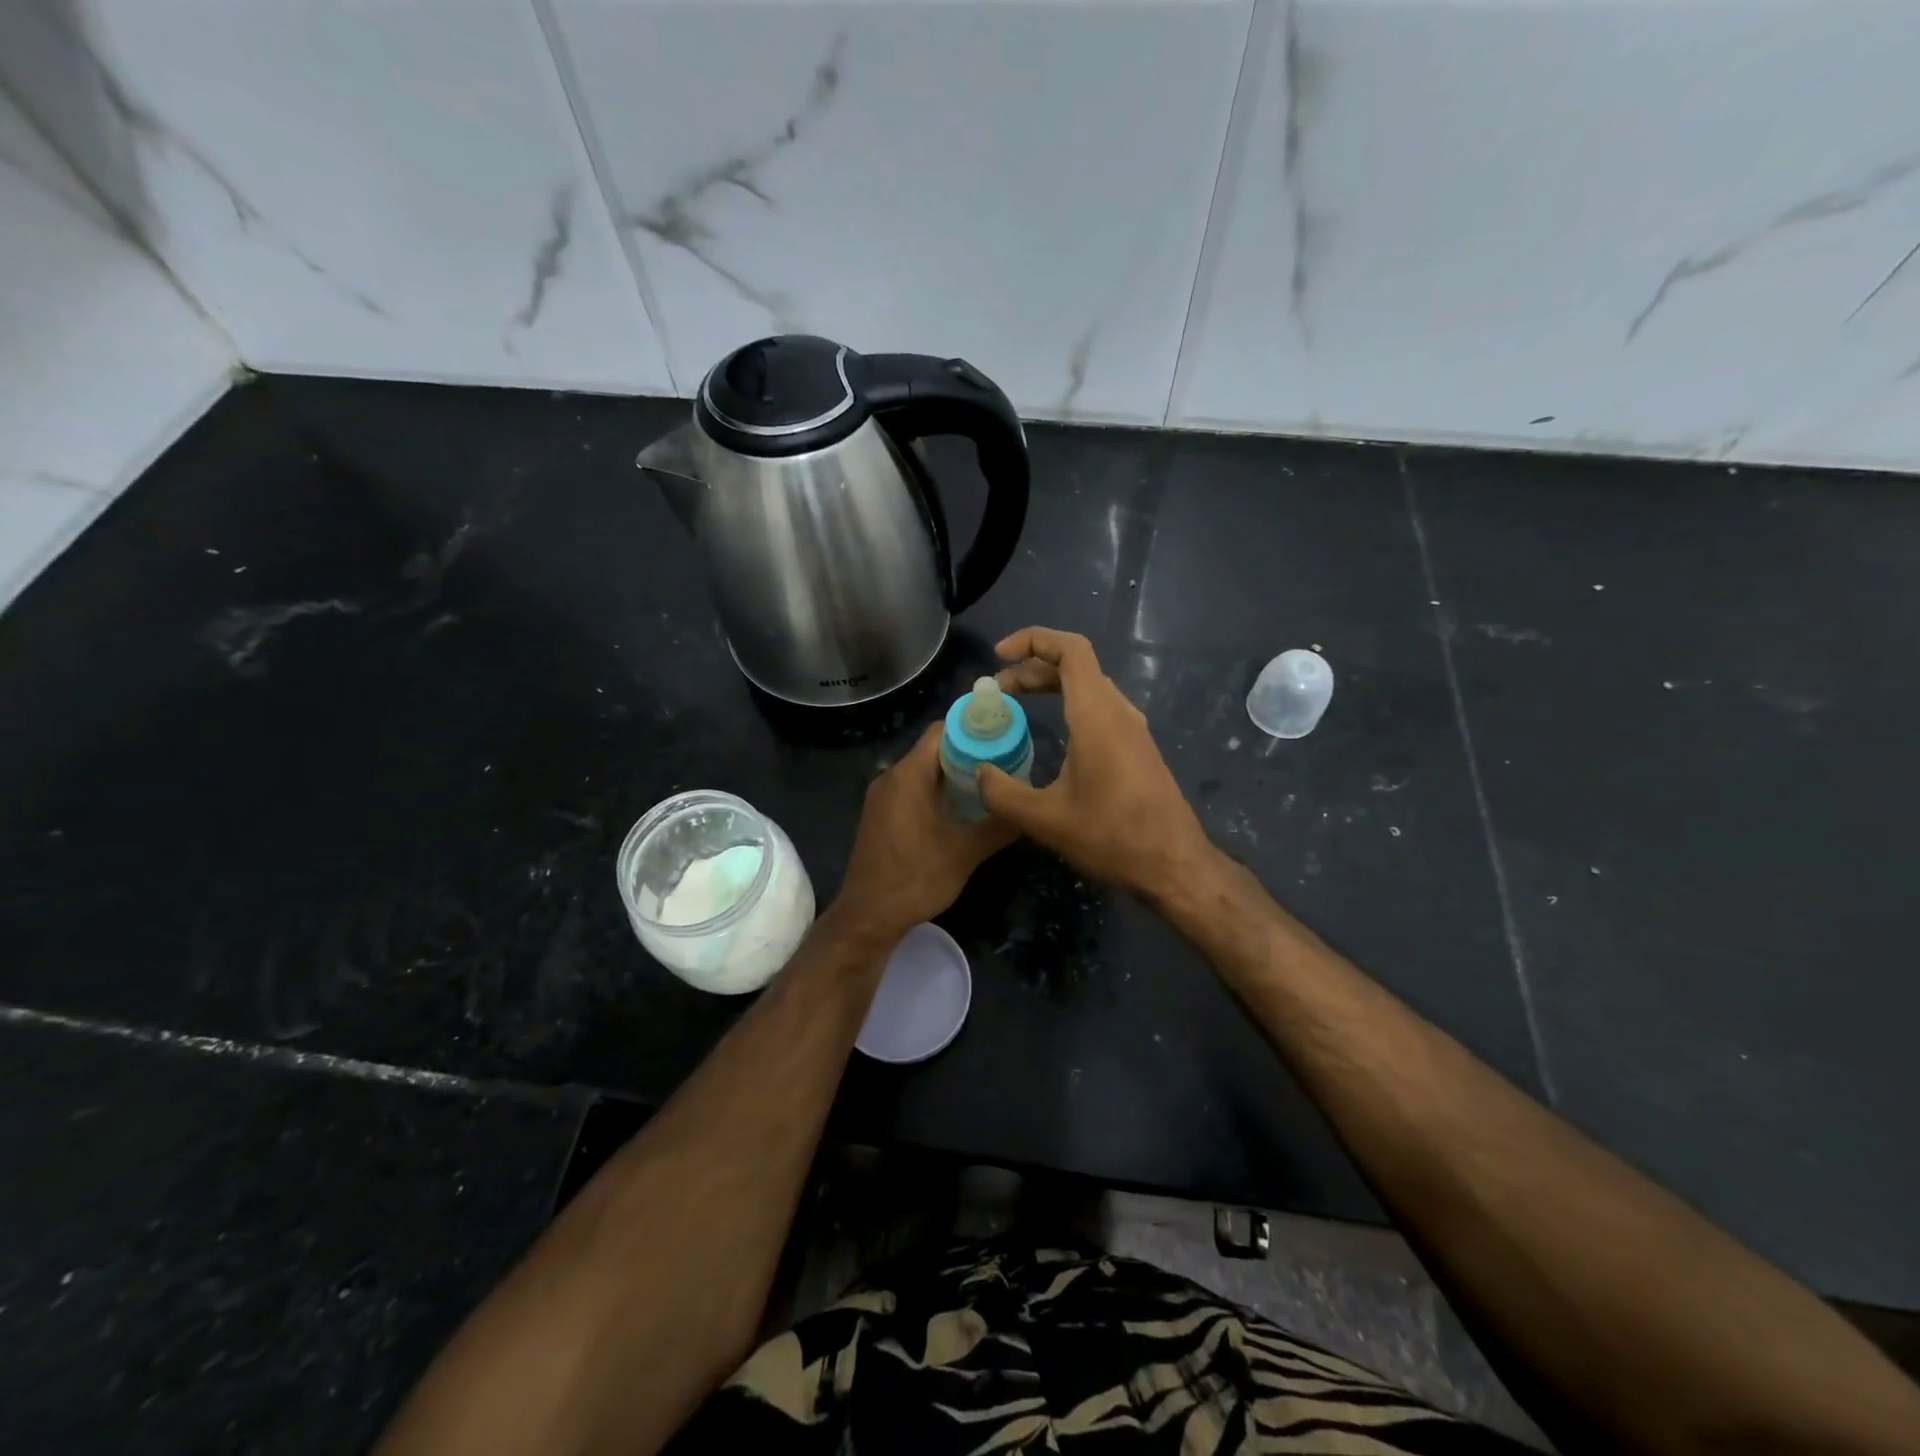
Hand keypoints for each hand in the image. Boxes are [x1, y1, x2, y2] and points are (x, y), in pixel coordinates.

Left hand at [832, 722, 1015, 945]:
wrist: (868, 916)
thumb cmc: (915, 879)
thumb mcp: (965, 854)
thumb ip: (998, 826)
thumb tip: (1026, 810)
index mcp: (908, 776)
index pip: (942, 731)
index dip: (973, 730)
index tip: (1002, 738)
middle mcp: (891, 777)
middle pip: (932, 749)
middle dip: (968, 753)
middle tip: (1003, 765)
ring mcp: (881, 796)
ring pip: (922, 770)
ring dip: (952, 774)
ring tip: (987, 786)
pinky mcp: (879, 814)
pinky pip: (910, 788)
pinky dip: (935, 790)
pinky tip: (959, 810)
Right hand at [977, 627, 1213, 896]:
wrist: (1173, 865)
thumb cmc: (1111, 836)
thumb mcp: (1044, 819)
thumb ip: (1002, 793)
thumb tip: (979, 772)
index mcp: (1096, 714)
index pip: (1070, 649)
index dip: (1033, 640)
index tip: (999, 655)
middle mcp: (1118, 711)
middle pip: (1075, 666)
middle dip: (1032, 668)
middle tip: (997, 691)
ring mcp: (1132, 729)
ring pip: (1088, 687)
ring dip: (1050, 686)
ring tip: (1016, 705)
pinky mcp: (1137, 748)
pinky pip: (1099, 708)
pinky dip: (1068, 706)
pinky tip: (1051, 735)